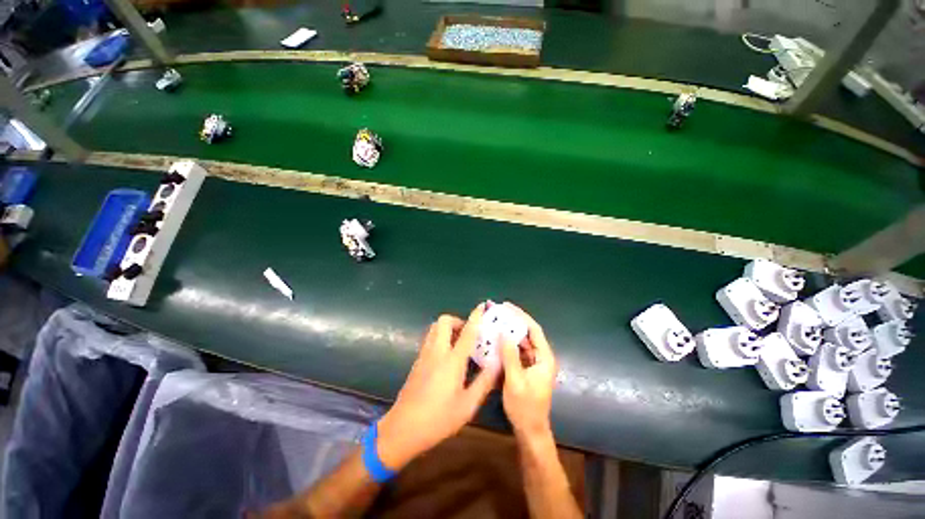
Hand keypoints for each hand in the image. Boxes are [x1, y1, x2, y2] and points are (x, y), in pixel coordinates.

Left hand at [377, 304, 498, 469]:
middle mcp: (437, 352)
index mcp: (452, 361)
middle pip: (444, 321)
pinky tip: (447, 355)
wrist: (403, 429)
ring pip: (435, 328)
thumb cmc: (438, 419)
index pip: (466, 332)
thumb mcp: (467, 405)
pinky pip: (430, 338)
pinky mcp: (417, 361)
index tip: (481, 307)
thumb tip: (498, 364)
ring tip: (459, 343)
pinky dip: (440, 337)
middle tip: (468, 334)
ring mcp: (424, 355)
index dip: (475, 317)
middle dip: (457, 321)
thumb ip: (484, 382)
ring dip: (447, 328)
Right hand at [500, 304, 556, 439]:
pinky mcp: (527, 369)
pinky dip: (508, 344)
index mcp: (544, 358)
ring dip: (510, 332)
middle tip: (498, 313)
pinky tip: (496, 341)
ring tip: (496, 323)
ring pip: (522, 342)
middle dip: (514, 322)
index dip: (521, 316)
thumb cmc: (525, 407)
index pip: (534, 330)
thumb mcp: (515, 380)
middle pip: (528, 333)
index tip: (507, 306)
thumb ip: (510, 355)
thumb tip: (503, 333)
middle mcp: (541, 357)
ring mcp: (534, 363)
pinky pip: (518, 351)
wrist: (530, 430)